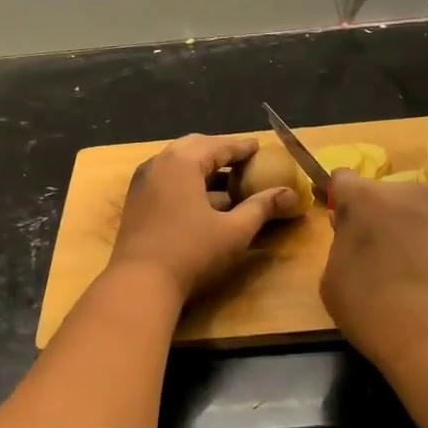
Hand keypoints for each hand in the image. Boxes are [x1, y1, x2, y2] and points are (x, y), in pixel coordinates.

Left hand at [109, 134, 297, 300]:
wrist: (139, 282)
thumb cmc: (191, 252)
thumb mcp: (234, 231)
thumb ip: (262, 207)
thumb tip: (291, 194)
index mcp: (182, 162)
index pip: (219, 146)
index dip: (242, 147)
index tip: (259, 147)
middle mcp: (159, 163)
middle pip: (194, 147)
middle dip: (219, 152)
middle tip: (242, 161)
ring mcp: (143, 181)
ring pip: (176, 162)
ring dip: (201, 166)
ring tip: (224, 180)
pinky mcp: (136, 200)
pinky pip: (165, 177)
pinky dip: (185, 179)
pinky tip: (200, 199)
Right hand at [322, 170, 427, 369]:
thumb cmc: (373, 308)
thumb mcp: (333, 279)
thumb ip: (340, 243)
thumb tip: (352, 230)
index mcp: (365, 198)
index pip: (342, 179)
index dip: (337, 200)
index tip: (339, 227)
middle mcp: (406, 193)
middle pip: (379, 195)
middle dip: (372, 216)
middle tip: (369, 255)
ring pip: (409, 213)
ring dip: (401, 230)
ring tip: (400, 272)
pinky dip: (426, 247)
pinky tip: (425, 282)